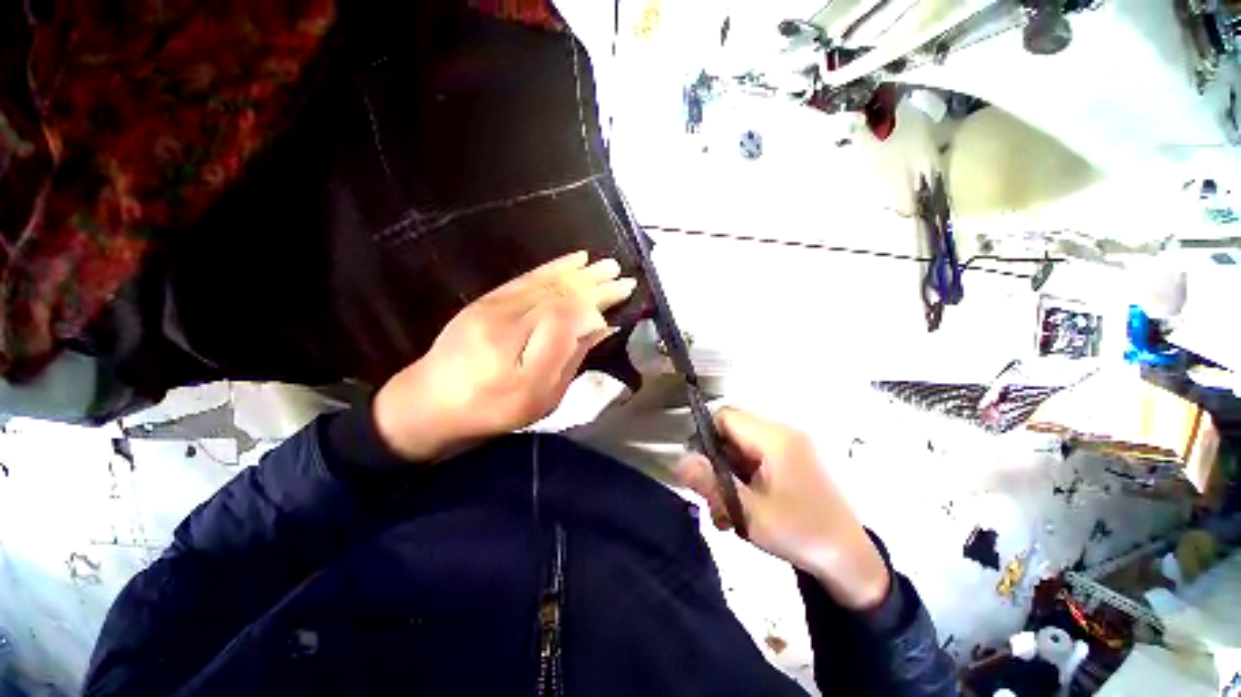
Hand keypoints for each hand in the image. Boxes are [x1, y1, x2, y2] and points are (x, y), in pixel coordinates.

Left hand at [373, 251, 636, 461]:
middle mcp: (507, 317)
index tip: (623, 294)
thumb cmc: (492, 409)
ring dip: (578, 271)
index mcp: (520, 346)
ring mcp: (495, 304)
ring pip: (546, 282)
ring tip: (604, 264)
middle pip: (560, 293)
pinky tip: (571, 260)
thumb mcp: (539, 398)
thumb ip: (569, 358)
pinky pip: (527, 277)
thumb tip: (599, 327)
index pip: (568, 312)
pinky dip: (553, 267)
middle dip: (594, 282)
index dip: (598, 301)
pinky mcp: (488, 299)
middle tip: (621, 275)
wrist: (431, 402)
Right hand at [675, 408, 890, 610]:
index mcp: (775, 439)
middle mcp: (782, 434)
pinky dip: (742, 478)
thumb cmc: (801, 534)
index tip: (700, 470)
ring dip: (727, 474)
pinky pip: (755, 459)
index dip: (705, 436)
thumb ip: (712, 485)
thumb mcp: (750, 513)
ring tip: (726, 511)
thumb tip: (678, 462)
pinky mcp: (791, 461)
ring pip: (740, 447)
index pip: (725, 416)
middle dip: (715, 462)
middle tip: (711, 497)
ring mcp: (789, 447)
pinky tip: (741, 508)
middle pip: (731, 431)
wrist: (850, 561)